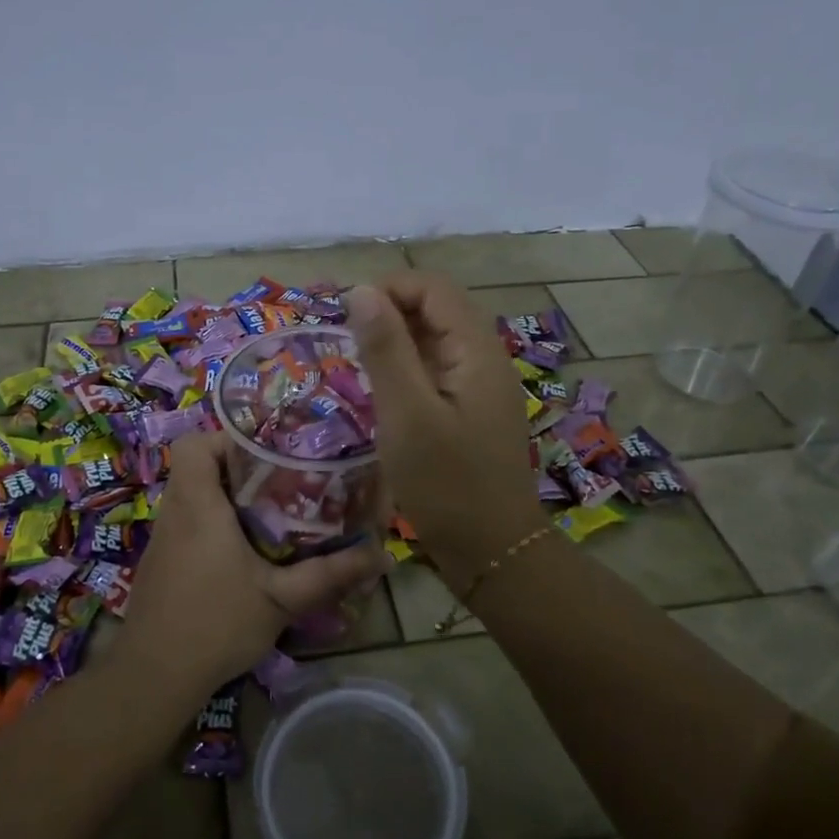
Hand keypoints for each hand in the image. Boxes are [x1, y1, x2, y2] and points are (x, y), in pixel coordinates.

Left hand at [118, 432, 386, 698]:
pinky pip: (185, 521)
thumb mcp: (282, 599)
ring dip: (224, 495)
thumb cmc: (216, 624)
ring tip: (268, 513)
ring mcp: (162, 537)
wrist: (153, 676)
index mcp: (198, 505)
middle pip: (196, 464)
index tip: (264, 455)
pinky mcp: (160, 561)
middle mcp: (174, 512)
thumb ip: (329, 574)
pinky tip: (241, 552)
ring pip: (190, 494)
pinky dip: (211, 522)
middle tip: (278, 482)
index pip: (194, 443)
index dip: (226, 438)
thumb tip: (380, 555)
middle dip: (236, 467)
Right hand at [346, 272, 545, 581]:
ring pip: (436, 340)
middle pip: (438, 309)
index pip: (434, 289)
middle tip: (346, 338)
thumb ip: (386, 349)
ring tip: (357, 361)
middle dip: (390, 311)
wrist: (492, 551)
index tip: (346, 314)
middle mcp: (485, 359)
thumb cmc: (446, 484)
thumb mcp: (406, 414)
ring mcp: (481, 386)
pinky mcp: (471, 410)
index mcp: (476, 351)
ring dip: (397, 340)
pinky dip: (407, 368)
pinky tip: (381, 391)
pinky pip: (437, 370)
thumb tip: (362, 291)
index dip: (390, 288)